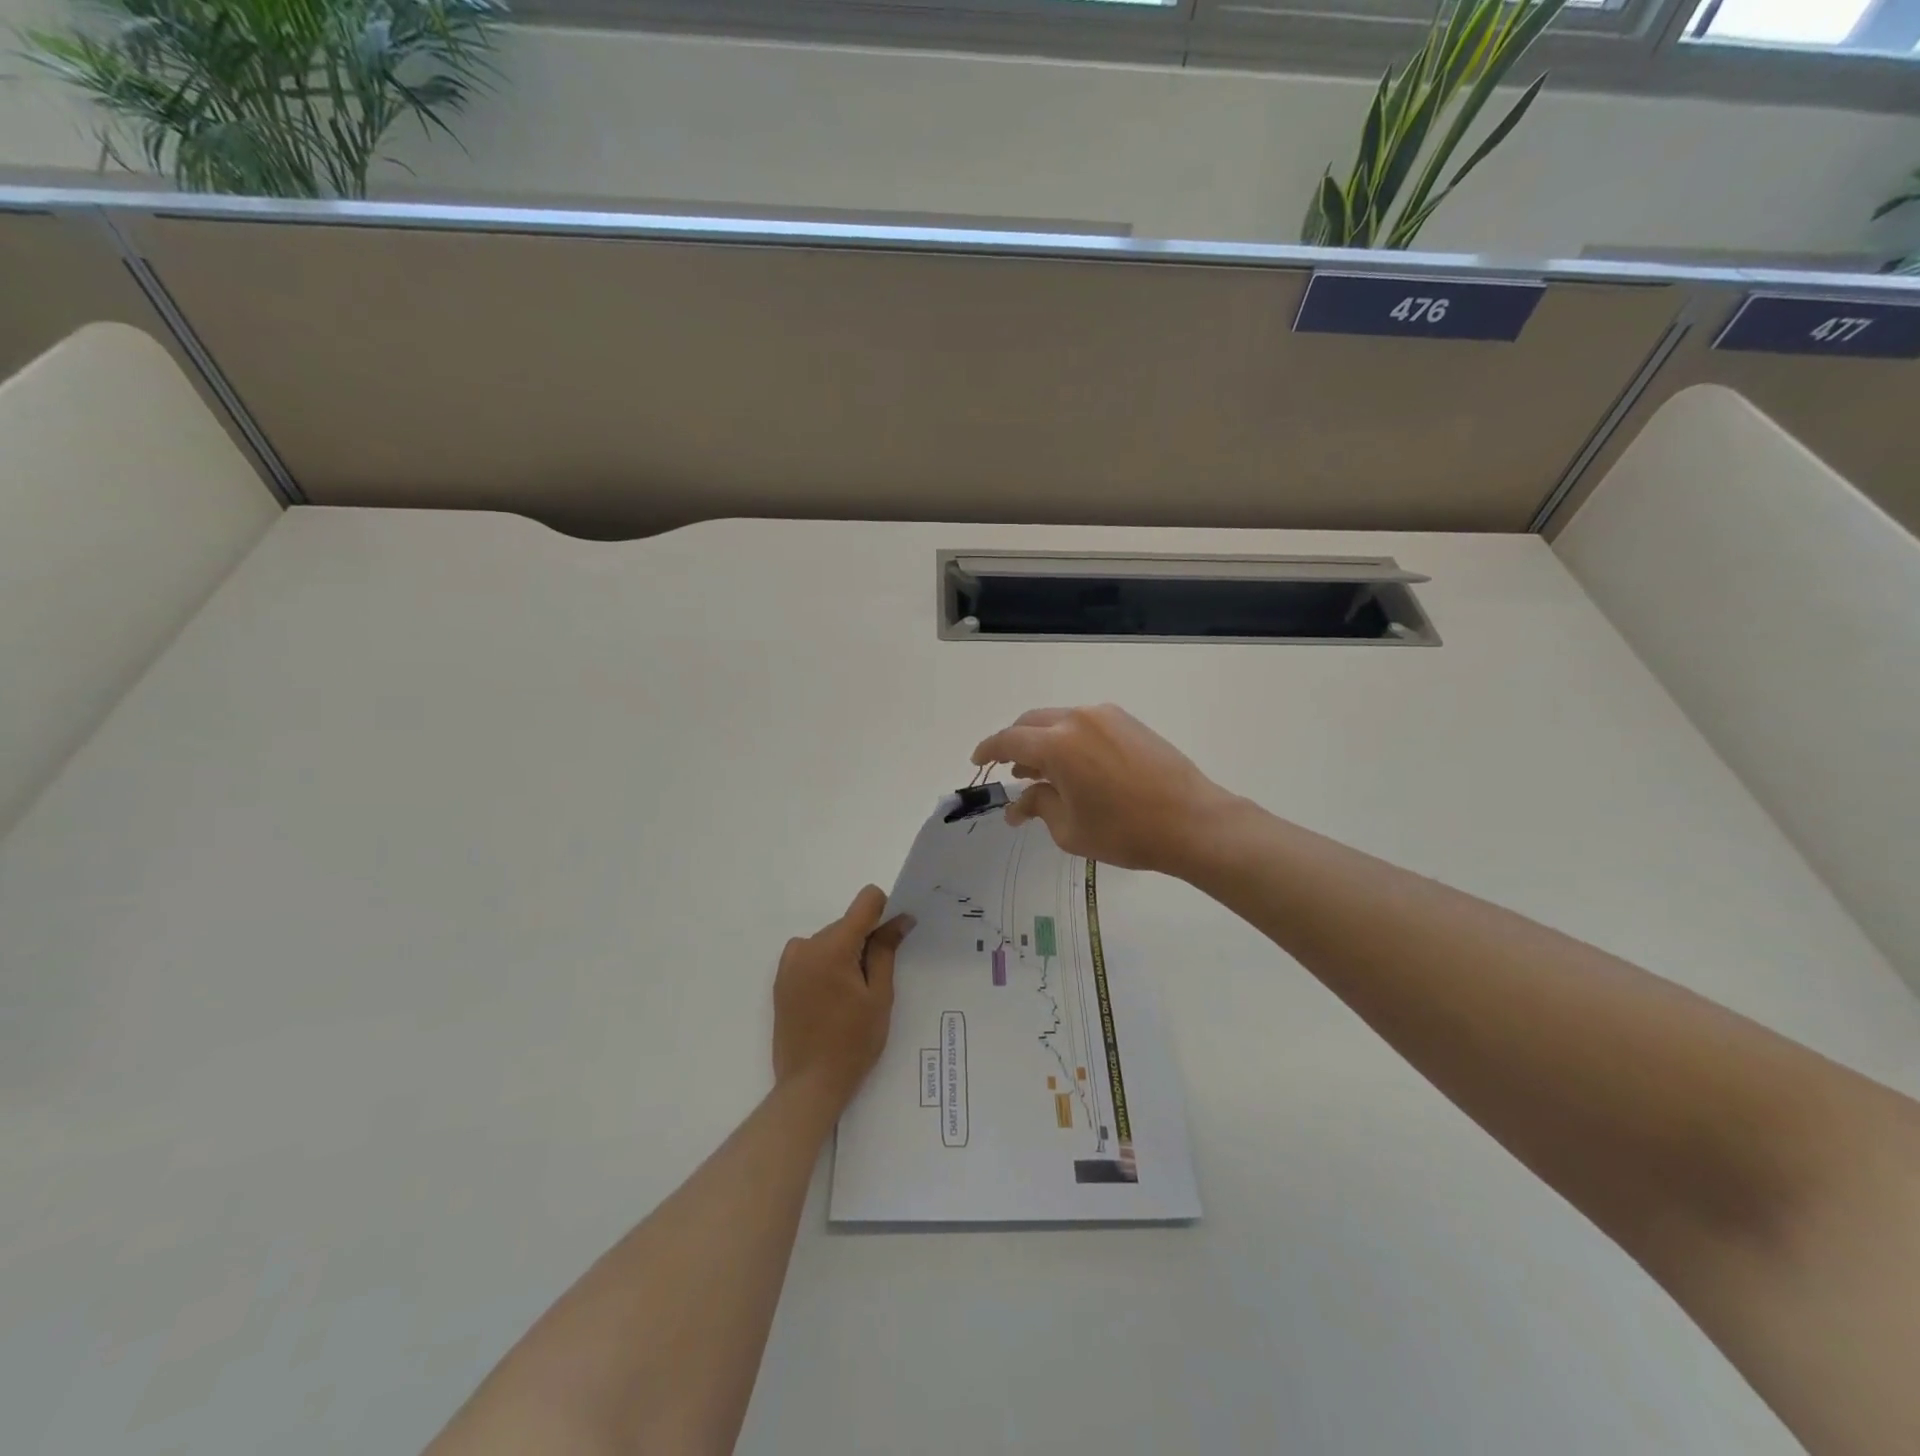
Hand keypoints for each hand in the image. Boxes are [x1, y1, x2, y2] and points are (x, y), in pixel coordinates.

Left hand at [773, 886, 913, 1108]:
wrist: (809, 1084)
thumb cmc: (853, 1042)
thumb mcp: (879, 996)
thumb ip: (886, 950)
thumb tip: (901, 918)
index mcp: (833, 946)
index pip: (866, 901)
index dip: (885, 912)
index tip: (892, 939)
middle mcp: (806, 945)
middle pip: (847, 924)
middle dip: (865, 941)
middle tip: (873, 983)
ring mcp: (790, 962)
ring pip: (830, 939)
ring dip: (845, 954)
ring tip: (850, 997)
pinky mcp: (781, 978)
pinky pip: (812, 955)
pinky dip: (827, 965)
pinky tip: (831, 999)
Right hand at [971, 704, 1236, 874]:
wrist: (1192, 821)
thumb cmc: (1125, 831)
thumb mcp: (1070, 828)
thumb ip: (1037, 806)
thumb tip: (1017, 805)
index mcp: (1057, 743)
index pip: (1008, 740)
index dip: (988, 750)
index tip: (977, 762)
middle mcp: (1077, 718)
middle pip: (1031, 722)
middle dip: (1015, 743)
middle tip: (1011, 770)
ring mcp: (1106, 716)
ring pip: (1058, 719)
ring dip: (1043, 740)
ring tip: (1041, 771)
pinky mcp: (1128, 721)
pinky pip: (1084, 723)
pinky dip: (1068, 738)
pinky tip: (1074, 765)